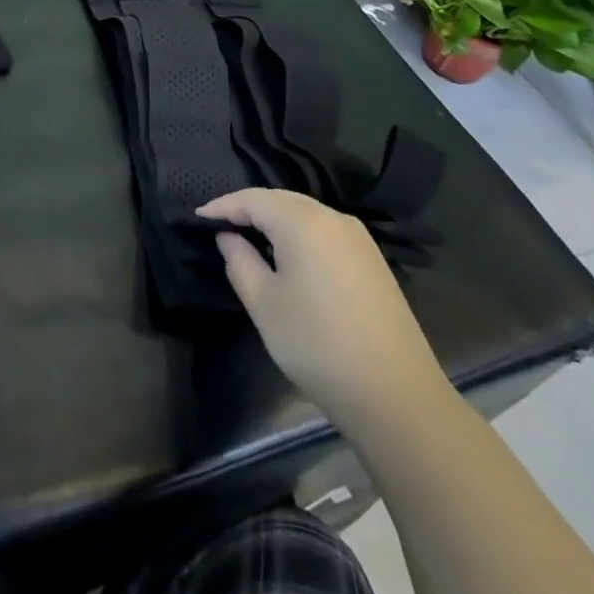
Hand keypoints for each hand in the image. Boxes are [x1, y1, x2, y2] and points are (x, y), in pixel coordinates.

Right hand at [196, 190, 451, 433]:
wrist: (395, 394)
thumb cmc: (316, 344)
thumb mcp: (264, 304)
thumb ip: (239, 262)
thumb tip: (229, 238)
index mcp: (303, 222)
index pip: (253, 199)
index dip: (223, 206)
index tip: (198, 217)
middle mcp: (333, 218)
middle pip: (281, 200)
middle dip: (249, 207)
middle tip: (220, 224)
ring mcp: (358, 239)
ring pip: (306, 213)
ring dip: (275, 219)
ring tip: (248, 235)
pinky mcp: (373, 261)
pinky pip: (325, 230)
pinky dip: (299, 233)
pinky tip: (287, 254)